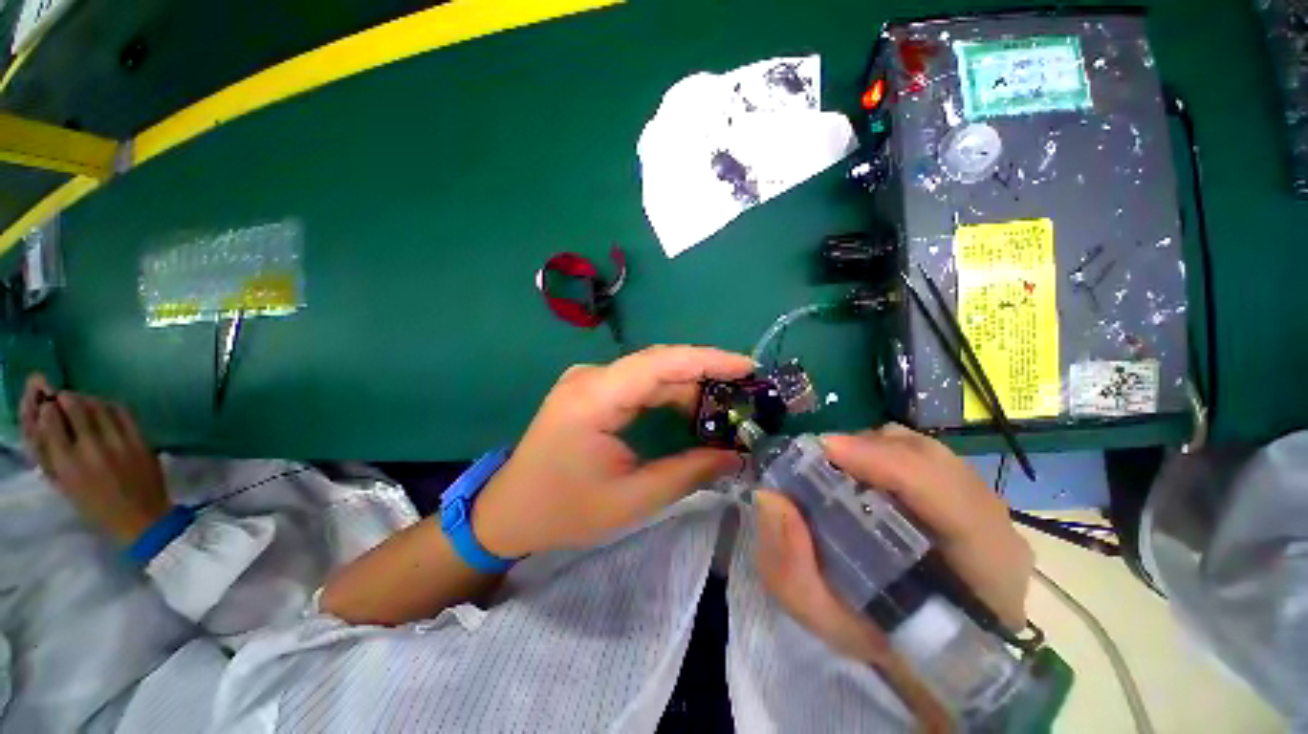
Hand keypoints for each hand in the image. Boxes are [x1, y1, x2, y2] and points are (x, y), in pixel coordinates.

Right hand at [20, 374, 169, 545]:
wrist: (143, 519)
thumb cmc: (97, 508)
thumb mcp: (63, 485)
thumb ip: (50, 454)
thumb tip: (40, 419)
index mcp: (67, 465)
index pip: (50, 421)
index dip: (47, 409)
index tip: (47, 406)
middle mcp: (91, 450)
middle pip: (74, 406)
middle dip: (66, 399)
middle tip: (64, 400)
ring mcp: (118, 443)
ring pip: (98, 405)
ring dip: (87, 400)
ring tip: (83, 404)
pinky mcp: (140, 440)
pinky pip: (123, 411)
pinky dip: (110, 405)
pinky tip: (105, 410)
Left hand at [471, 345, 753, 557]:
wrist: (508, 511)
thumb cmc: (564, 510)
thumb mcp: (632, 499)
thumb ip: (688, 473)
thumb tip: (735, 456)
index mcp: (594, 398)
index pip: (660, 363)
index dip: (707, 360)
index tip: (747, 366)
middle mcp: (591, 377)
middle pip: (659, 364)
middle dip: (705, 375)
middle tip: (745, 392)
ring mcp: (589, 381)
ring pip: (651, 372)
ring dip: (688, 387)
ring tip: (726, 406)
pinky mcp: (592, 390)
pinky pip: (639, 383)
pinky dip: (669, 394)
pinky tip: (691, 411)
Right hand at [755, 425, 1031, 651]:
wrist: (936, 653)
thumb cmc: (888, 646)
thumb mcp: (830, 624)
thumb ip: (793, 572)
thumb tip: (771, 498)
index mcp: (982, 573)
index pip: (952, 501)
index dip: (889, 465)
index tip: (827, 450)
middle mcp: (993, 526)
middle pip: (932, 459)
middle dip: (867, 450)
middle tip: (817, 460)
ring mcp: (982, 505)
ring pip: (922, 450)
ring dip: (870, 449)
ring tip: (833, 466)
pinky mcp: (964, 494)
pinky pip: (919, 455)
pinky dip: (879, 453)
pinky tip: (856, 473)